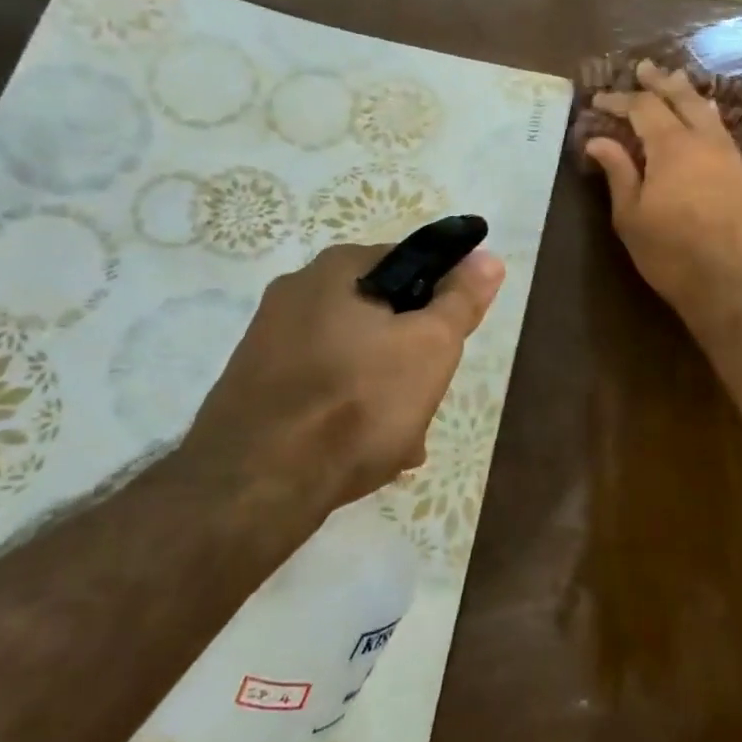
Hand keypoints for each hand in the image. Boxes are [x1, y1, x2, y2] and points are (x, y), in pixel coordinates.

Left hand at [188, 243, 505, 510]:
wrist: (255, 484)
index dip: (441, 299)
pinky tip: (361, 453)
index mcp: (336, 269)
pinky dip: (346, 410)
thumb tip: (487, 258)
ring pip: (353, 357)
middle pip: (380, 315)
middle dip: (411, 357)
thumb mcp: (430, 347)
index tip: (452, 342)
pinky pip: (320, 388)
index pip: (410, 262)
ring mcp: (268, 341)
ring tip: (402, 440)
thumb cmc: (357, 401)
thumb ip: (461, 300)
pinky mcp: (254, 386)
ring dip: (384, 391)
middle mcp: (295, 293)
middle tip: (428, 398)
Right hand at [585, 59, 741, 314]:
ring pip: (708, 112)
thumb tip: (599, 140)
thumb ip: (618, 172)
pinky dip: (705, 119)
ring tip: (675, 85)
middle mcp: (705, 140)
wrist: (736, 283)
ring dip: (687, 95)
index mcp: (672, 146)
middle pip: (682, 97)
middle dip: (660, 81)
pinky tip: (702, 126)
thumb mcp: (632, 216)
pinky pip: (722, 133)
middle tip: (644, 68)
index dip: (620, 99)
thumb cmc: (673, 253)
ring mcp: (731, 156)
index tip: (599, 99)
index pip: (643, 107)